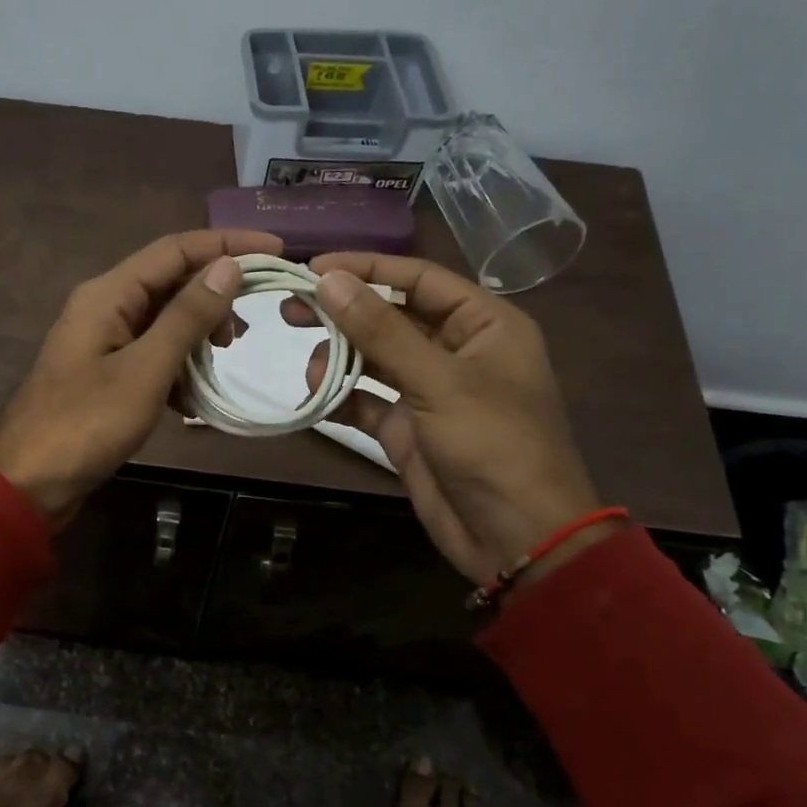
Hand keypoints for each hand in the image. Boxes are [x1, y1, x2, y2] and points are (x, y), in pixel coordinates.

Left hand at [0, 229, 280, 525]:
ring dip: (197, 338)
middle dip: (213, 299)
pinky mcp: (106, 374)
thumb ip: (187, 317)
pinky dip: (178, 369)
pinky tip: (191, 400)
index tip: (276, 250)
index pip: (176, 249)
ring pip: (164, 322)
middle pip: (170, 282)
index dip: (227, 245)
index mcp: (108, 294)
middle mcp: (105, 307)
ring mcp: (103, 342)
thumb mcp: (146, 369)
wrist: (29, 482)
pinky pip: (152, 356)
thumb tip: (229, 267)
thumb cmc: (87, 423)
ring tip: (222, 364)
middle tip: (244, 334)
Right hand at [281, 253, 617, 590]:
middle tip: (291, 309)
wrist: (515, 537)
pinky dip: (341, 397)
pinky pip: (366, 400)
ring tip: (307, 366)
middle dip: (345, 313)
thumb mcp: (439, 381)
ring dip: (339, 358)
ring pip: (375, 358)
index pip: (419, 279)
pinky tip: (314, 397)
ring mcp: (429, 392)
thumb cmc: (493, 445)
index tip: (313, 269)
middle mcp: (456, 350)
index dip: (367, 269)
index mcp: (485, 324)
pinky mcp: (407, 429)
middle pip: (392, 316)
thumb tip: (329, 281)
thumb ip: (381, 331)